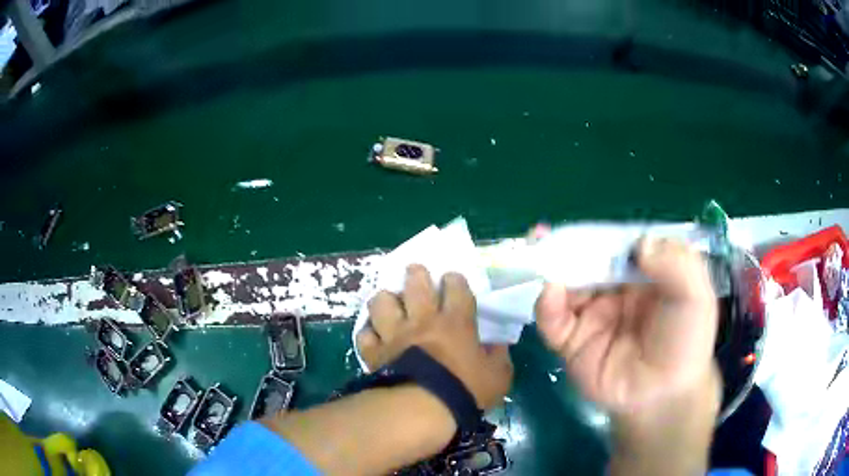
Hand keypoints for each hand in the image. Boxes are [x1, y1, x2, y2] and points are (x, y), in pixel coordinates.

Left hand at [356, 264, 513, 409]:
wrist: (423, 410)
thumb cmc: (465, 392)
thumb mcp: (498, 377)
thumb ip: (499, 357)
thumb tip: (496, 345)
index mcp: (455, 322)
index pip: (456, 287)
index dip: (454, 279)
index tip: (452, 280)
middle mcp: (422, 320)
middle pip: (415, 283)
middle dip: (416, 273)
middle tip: (416, 273)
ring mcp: (394, 334)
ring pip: (382, 302)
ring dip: (386, 299)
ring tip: (390, 303)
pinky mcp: (374, 351)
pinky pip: (365, 334)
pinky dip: (369, 333)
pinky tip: (374, 336)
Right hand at [535, 237, 720, 474]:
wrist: (663, 395)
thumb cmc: (685, 342)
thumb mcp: (696, 296)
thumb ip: (676, 263)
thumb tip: (639, 245)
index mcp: (640, 272)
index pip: (615, 244)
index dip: (600, 231)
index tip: (586, 222)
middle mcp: (613, 288)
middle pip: (584, 260)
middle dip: (564, 246)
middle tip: (542, 233)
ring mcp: (591, 313)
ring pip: (564, 285)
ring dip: (551, 270)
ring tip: (541, 257)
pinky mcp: (572, 341)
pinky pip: (553, 320)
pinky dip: (547, 305)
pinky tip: (551, 294)